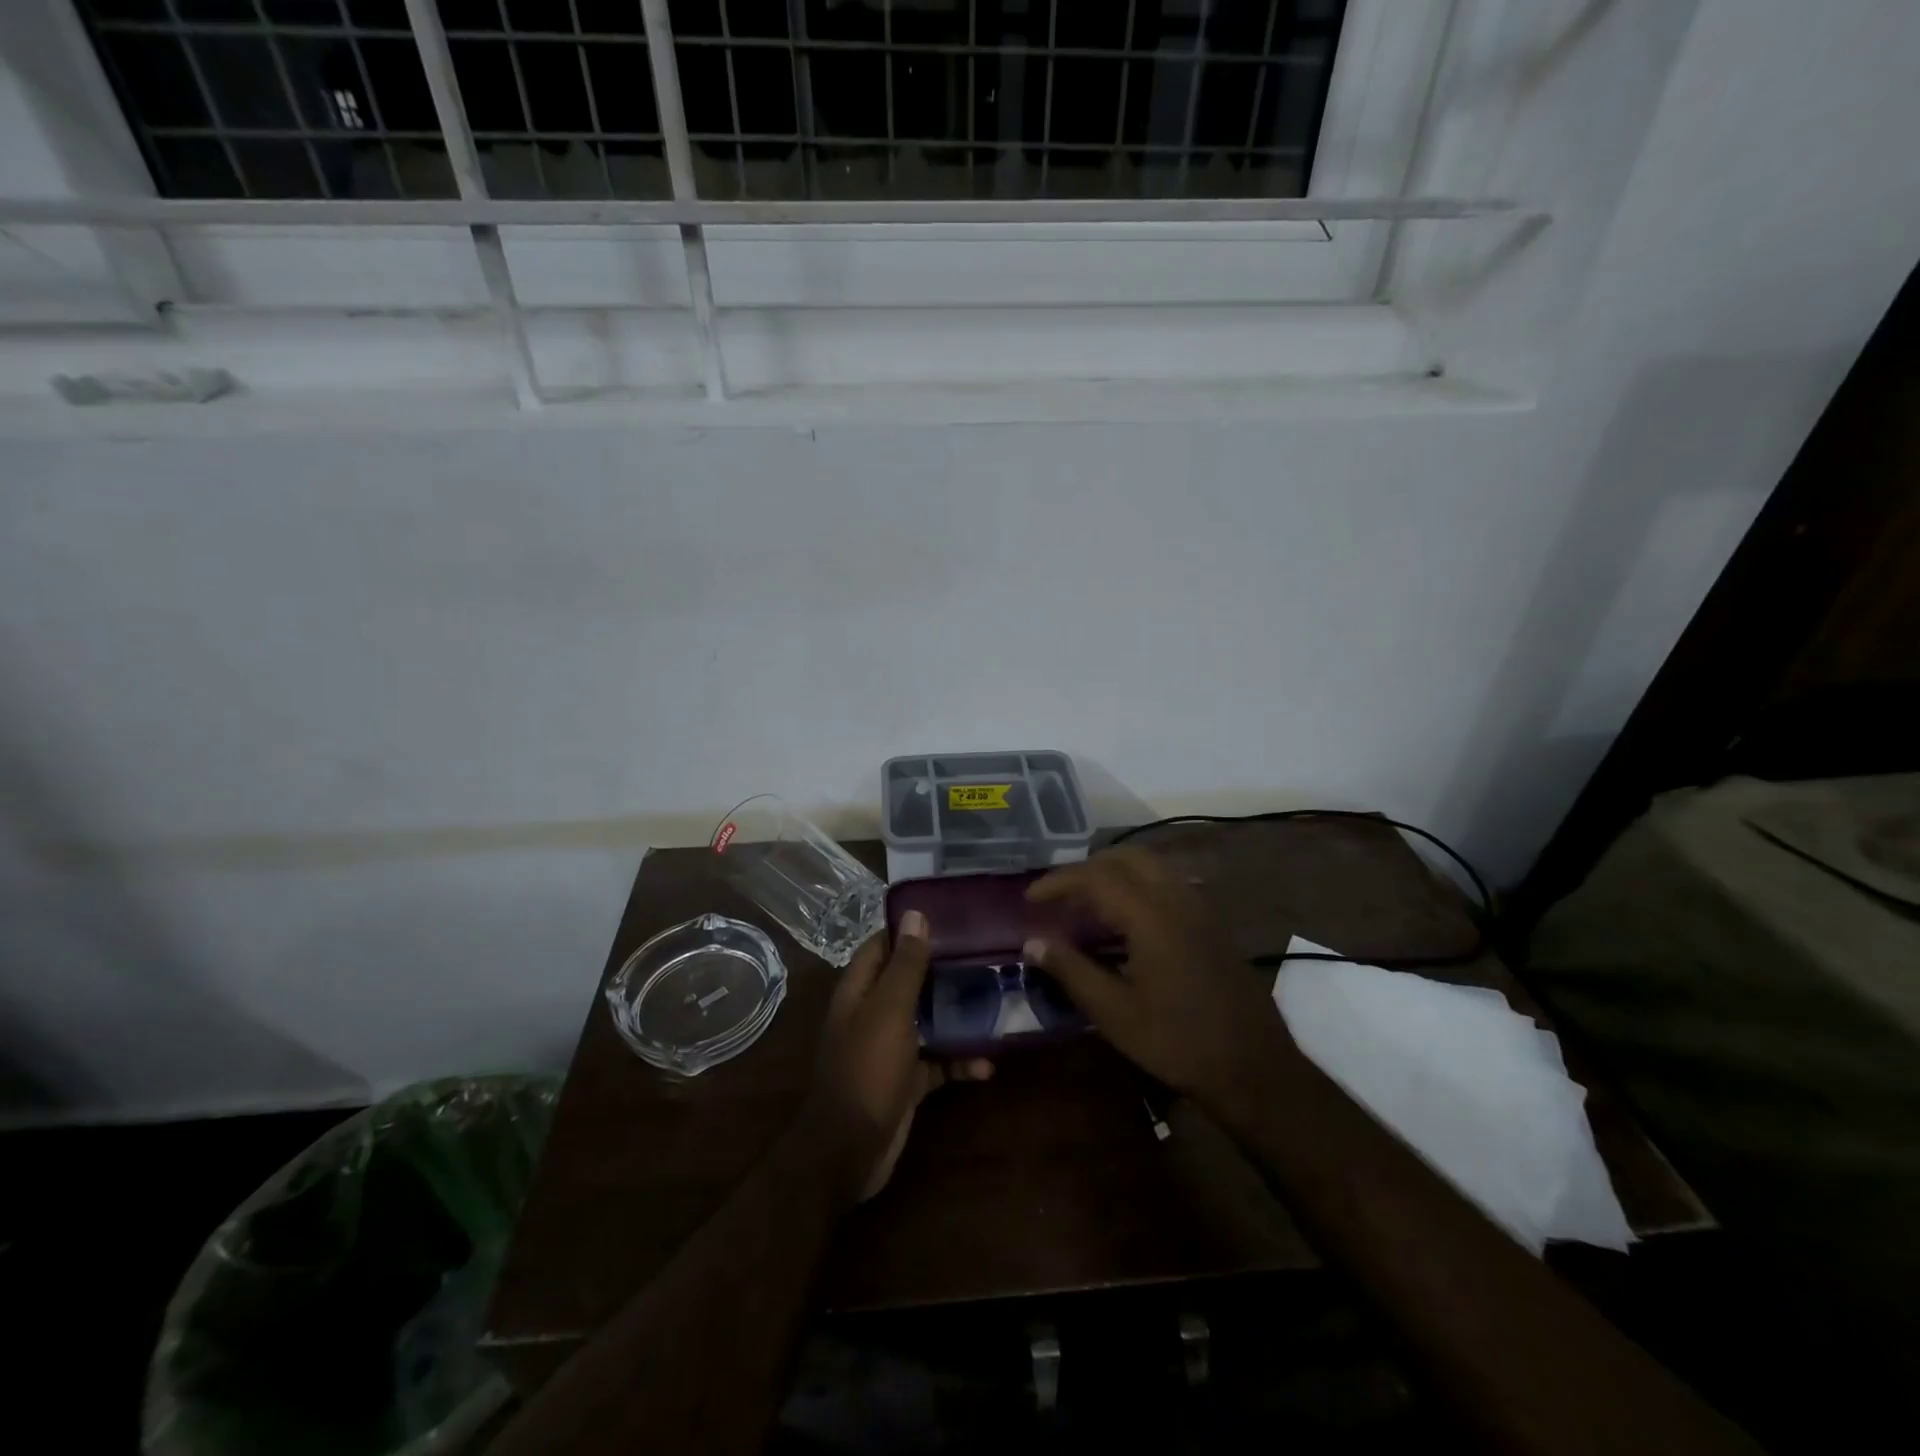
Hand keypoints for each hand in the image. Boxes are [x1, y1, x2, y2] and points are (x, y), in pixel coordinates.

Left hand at [807, 911, 992, 1201]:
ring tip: (997, 1002)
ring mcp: (889, 1048)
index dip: (910, 930)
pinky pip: (936, 1061)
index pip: (882, 945)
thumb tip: (916, 913)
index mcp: (860, 990)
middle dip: (943, 970)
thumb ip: (905, 964)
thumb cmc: (868, 1069)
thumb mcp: (890, 1010)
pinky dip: (959, 1060)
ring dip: (957, 1016)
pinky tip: (988, 1064)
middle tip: (985, 956)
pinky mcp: (906, 1080)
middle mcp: (872, 1013)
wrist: (850, 1151)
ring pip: (927, 1021)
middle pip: (909, 981)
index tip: (950, 917)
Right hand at [1025, 847, 1292, 1115]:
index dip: (1059, 881)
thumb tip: (1033, 943)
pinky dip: (1138, 885)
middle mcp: (1177, 898)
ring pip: (1151, 866)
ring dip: (1114, 873)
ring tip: (1087, 904)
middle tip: (1060, 895)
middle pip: (1126, 858)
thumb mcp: (1115, 1013)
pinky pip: (1168, 883)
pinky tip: (1126, 920)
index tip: (1031, 898)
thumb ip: (1071, 971)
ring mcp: (1200, 907)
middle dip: (1087, 868)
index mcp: (1151, 916)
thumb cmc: (1177, 1042)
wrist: (1253, 1066)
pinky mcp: (1211, 922)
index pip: (1096, 877)